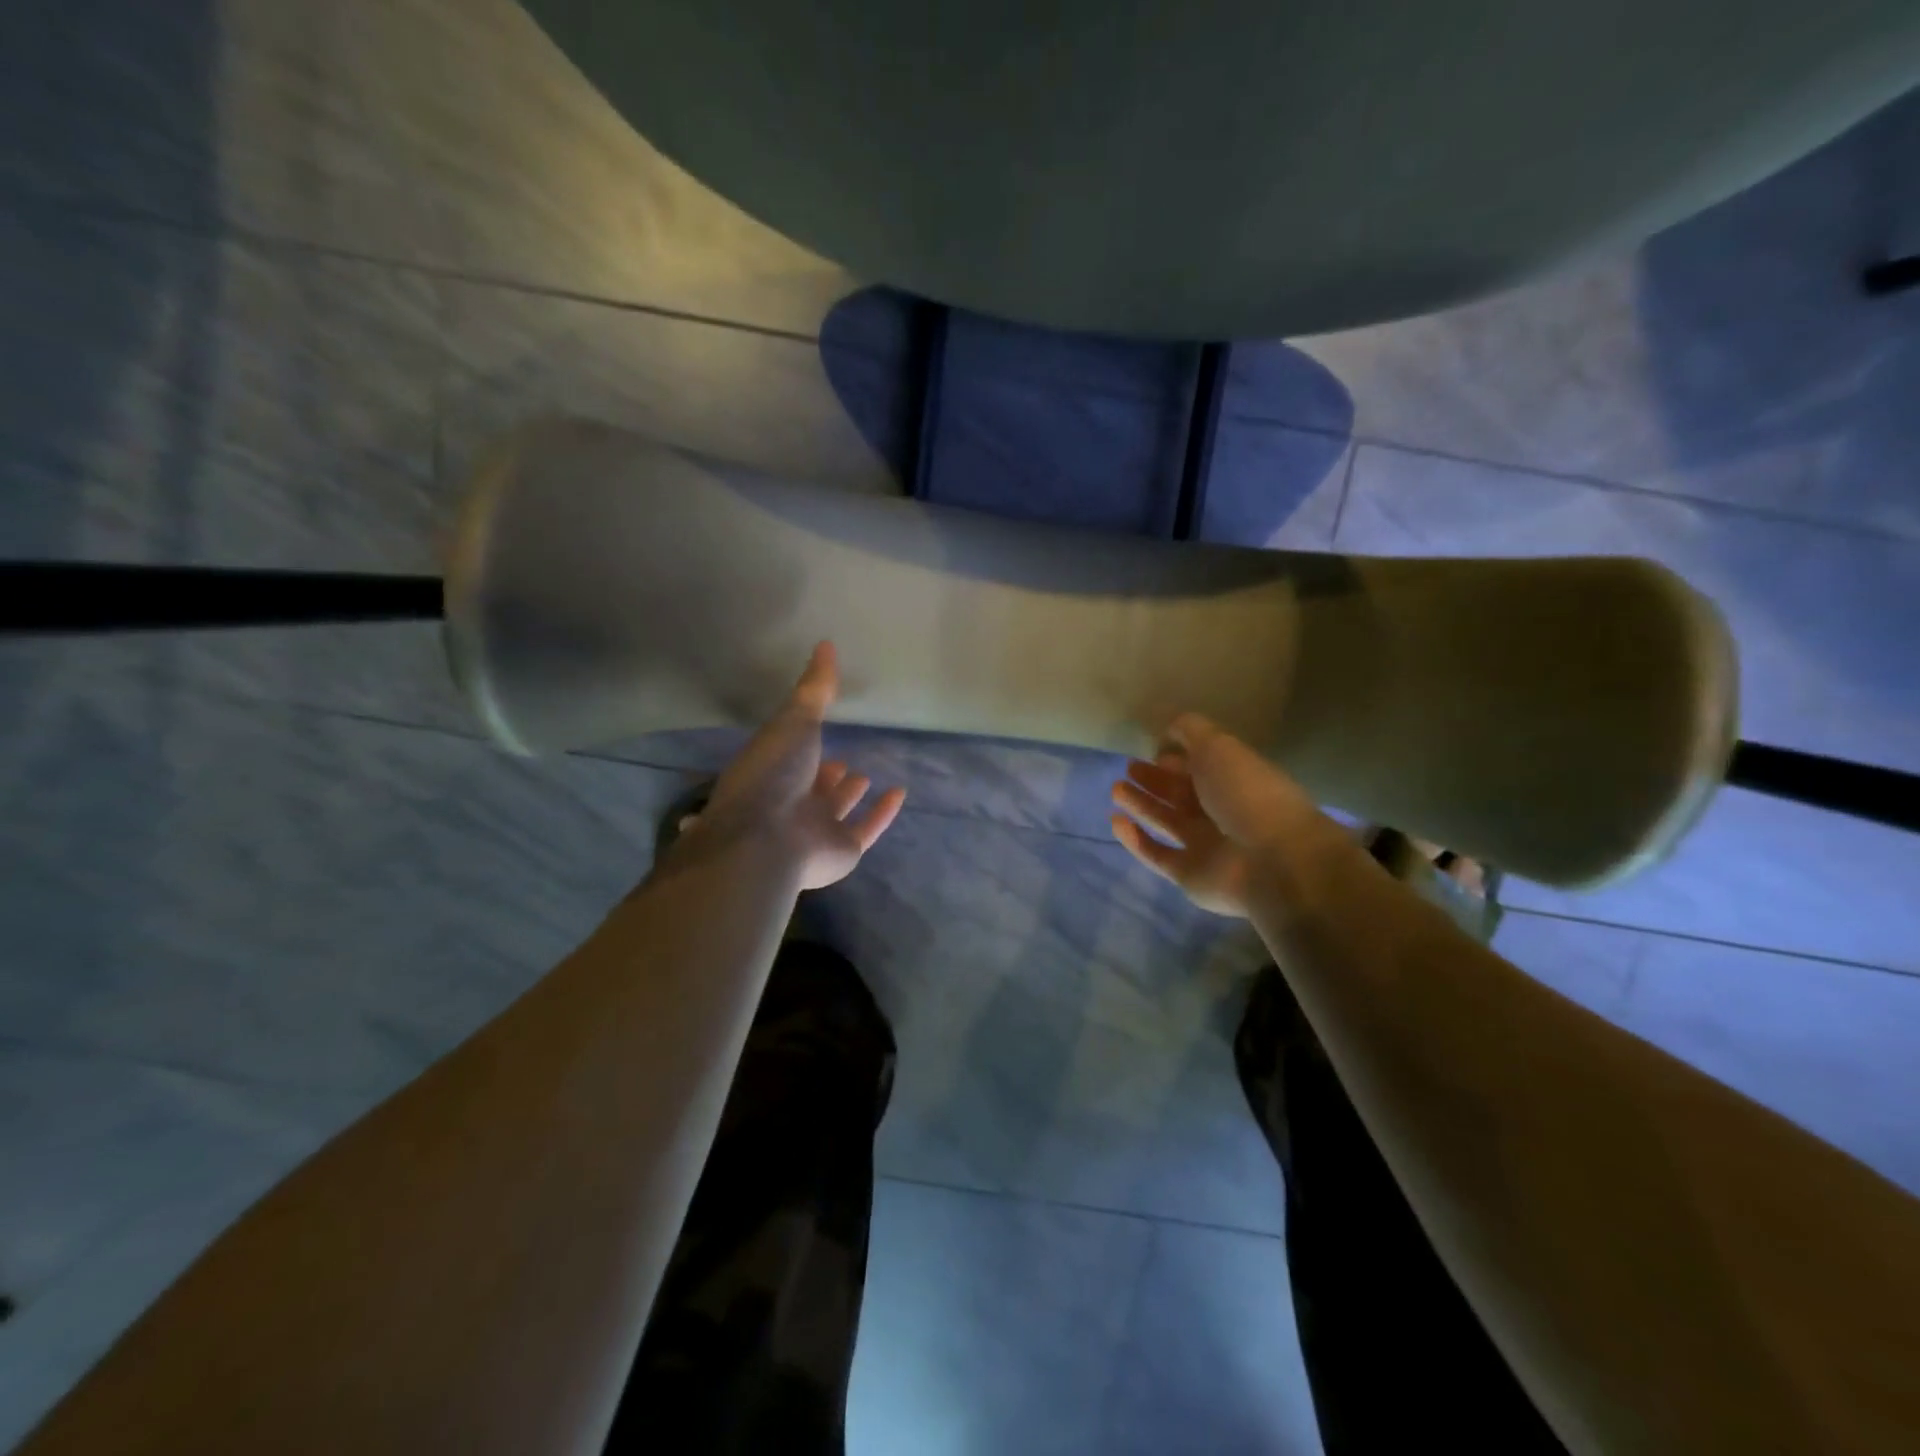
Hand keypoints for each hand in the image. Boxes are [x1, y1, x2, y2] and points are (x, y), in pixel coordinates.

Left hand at [686, 642, 905, 889]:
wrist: (769, 837)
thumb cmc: (774, 773)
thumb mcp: (794, 719)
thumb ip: (814, 688)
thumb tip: (826, 643)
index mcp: (772, 772)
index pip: (789, 757)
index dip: (803, 745)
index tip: (819, 728)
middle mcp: (791, 802)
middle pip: (811, 787)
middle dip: (825, 774)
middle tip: (841, 761)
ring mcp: (816, 830)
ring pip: (835, 811)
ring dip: (848, 794)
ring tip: (863, 775)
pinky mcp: (843, 851)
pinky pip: (867, 829)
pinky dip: (882, 813)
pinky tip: (898, 794)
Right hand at [1109, 714, 1327, 916]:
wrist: (1272, 860)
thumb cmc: (1247, 793)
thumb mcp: (1219, 746)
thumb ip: (1190, 730)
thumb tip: (1167, 731)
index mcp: (1236, 781)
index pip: (1202, 766)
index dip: (1179, 757)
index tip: (1153, 751)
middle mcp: (1222, 813)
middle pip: (1183, 794)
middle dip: (1156, 780)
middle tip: (1129, 768)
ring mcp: (1206, 846)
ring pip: (1167, 821)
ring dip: (1142, 805)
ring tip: (1116, 788)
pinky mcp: (1189, 875)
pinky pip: (1157, 854)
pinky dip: (1135, 840)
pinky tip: (1116, 821)